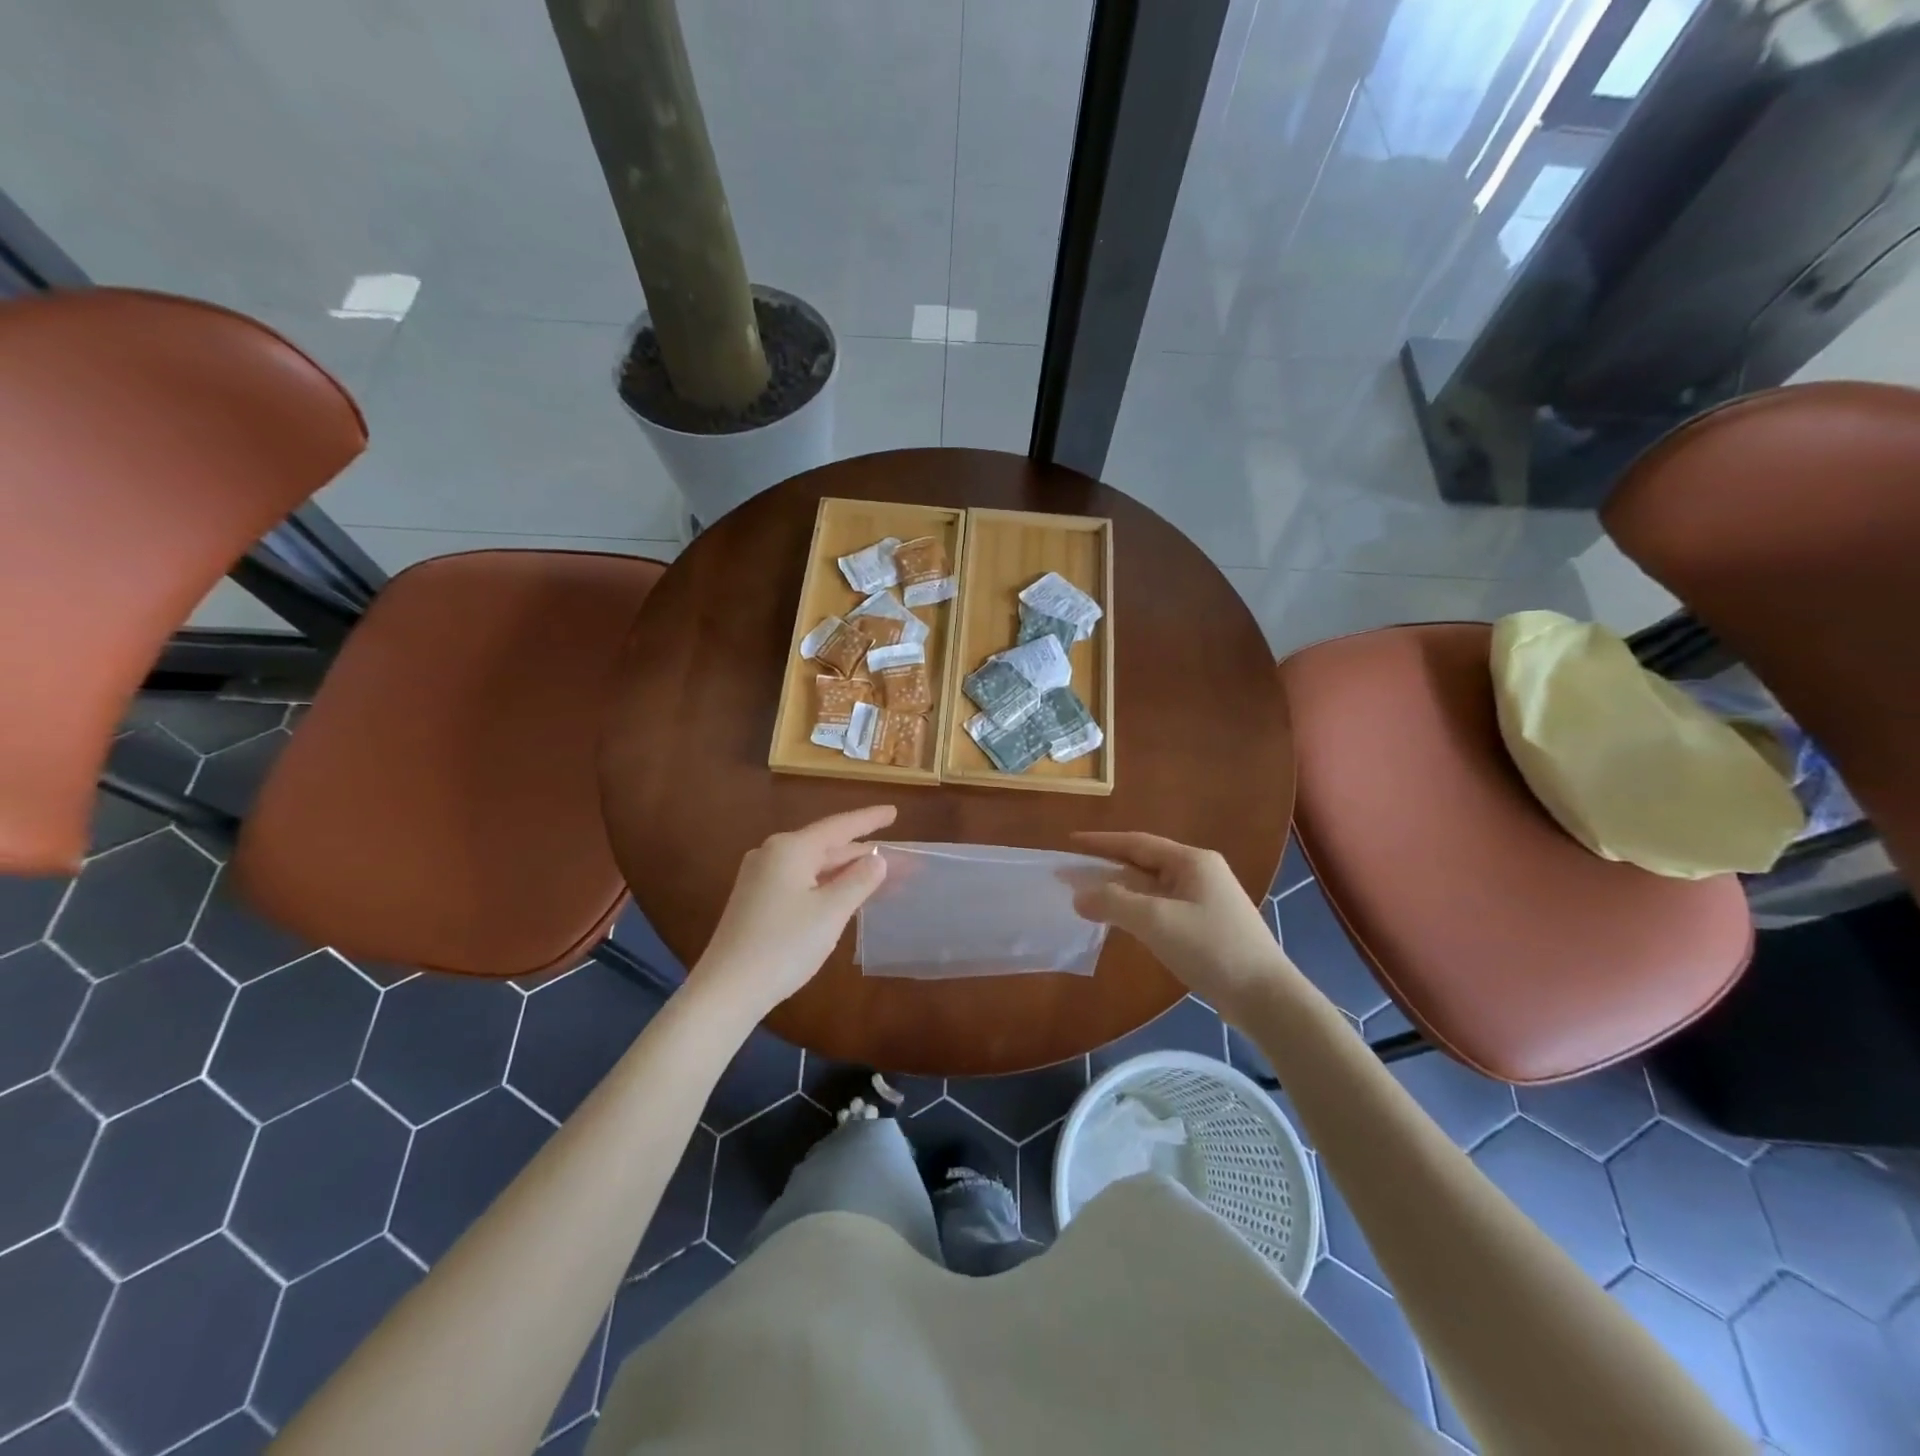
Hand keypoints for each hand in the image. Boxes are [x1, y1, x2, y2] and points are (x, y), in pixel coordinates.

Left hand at [689, 805, 894, 1020]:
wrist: (727, 989)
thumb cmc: (784, 945)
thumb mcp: (831, 912)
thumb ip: (859, 881)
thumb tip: (877, 860)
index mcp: (790, 848)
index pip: (839, 826)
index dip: (869, 819)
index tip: (894, 812)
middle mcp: (772, 854)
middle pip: (826, 846)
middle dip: (862, 853)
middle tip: (897, 857)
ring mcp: (760, 877)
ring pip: (813, 866)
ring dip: (845, 871)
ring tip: (878, 875)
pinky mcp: (756, 900)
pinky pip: (800, 881)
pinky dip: (826, 884)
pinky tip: (843, 895)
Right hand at [1072, 831, 1300, 1025]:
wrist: (1265, 997)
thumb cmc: (1211, 948)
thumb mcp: (1156, 921)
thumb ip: (1112, 902)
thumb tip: (1077, 894)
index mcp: (1192, 861)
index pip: (1136, 842)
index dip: (1101, 842)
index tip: (1070, 842)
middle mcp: (1200, 873)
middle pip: (1143, 863)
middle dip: (1107, 868)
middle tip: (1071, 875)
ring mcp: (1205, 900)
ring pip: (1152, 888)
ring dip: (1120, 891)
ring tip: (1087, 898)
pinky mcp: (1206, 926)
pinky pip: (1162, 908)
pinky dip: (1136, 910)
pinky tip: (1120, 922)